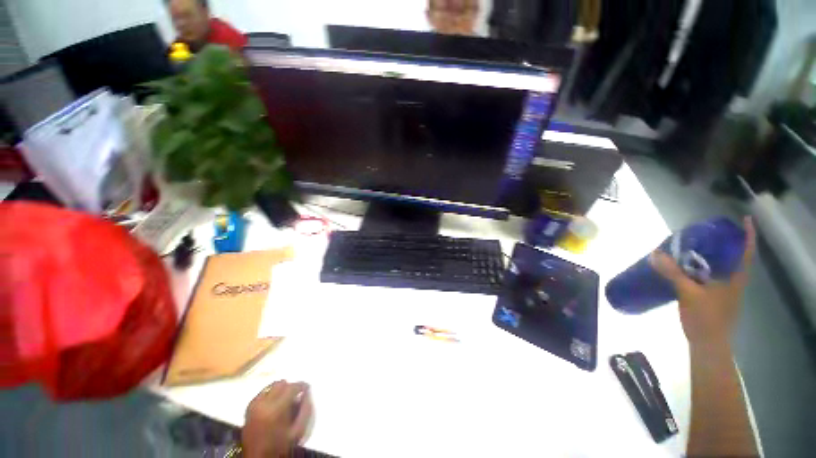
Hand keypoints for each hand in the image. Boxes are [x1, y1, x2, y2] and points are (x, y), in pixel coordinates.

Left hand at [242, 380, 312, 457]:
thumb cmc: (280, 446)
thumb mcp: (298, 431)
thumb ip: (306, 410)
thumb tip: (308, 393)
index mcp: (276, 409)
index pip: (292, 387)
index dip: (302, 385)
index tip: (307, 388)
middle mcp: (264, 403)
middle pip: (282, 384)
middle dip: (291, 387)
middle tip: (297, 394)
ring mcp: (254, 405)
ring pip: (272, 386)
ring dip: (281, 389)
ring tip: (286, 399)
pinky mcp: (249, 407)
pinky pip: (263, 392)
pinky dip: (271, 393)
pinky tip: (274, 402)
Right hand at [650, 216, 755, 347]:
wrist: (707, 344)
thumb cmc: (706, 318)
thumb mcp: (688, 293)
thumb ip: (673, 273)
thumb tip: (655, 253)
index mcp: (735, 278)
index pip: (746, 252)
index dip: (748, 235)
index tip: (746, 219)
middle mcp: (733, 282)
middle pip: (732, 257)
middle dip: (724, 243)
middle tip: (709, 231)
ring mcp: (724, 291)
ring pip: (720, 267)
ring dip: (711, 256)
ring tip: (695, 246)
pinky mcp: (714, 297)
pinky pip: (709, 276)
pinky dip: (701, 268)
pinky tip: (687, 268)